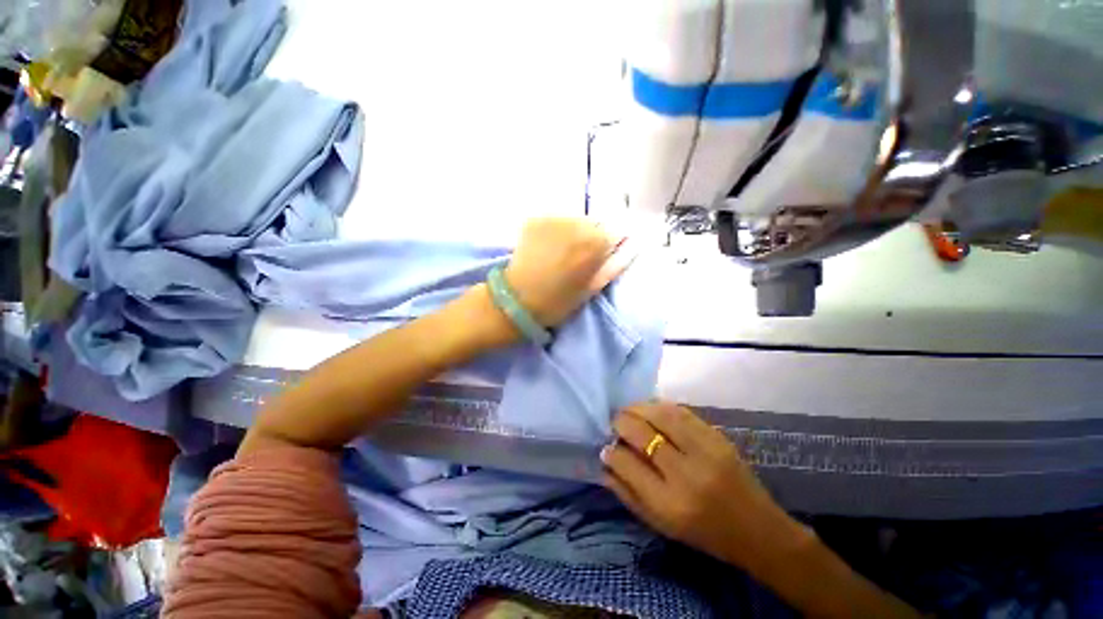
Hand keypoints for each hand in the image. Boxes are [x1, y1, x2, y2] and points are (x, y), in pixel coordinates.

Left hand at [505, 218, 631, 326]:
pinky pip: (554, 221)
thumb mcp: (591, 289)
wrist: (516, 299)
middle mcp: (577, 223)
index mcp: (595, 243)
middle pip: (593, 224)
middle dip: (589, 237)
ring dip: (571, 232)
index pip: (614, 232)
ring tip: (558, 252)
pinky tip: (544, 246)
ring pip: (573, 220)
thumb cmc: (557, 301)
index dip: (606, 245)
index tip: (598, 257)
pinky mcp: (536, 218)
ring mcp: (554, 218)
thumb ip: (614, 265)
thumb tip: (632, 246)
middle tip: (575, 258)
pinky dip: (553, 230)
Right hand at [601, 402, 811, 570]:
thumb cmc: (704, 533)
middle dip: (621, 422)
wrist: (757, 529)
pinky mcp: (718, 437)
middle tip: (615, 423)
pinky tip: (652, 410)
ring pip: (661, 414)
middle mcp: (686, 474)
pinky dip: (660, 407)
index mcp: (670, 503)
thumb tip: (604, 463)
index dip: (611, 451)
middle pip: (642, 433)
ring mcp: (705, 451)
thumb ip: (628, 494)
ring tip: (629, 412)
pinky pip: (682, 411)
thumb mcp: (661, 524)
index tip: (606, 447)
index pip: (628, 463)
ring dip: (638, 408)